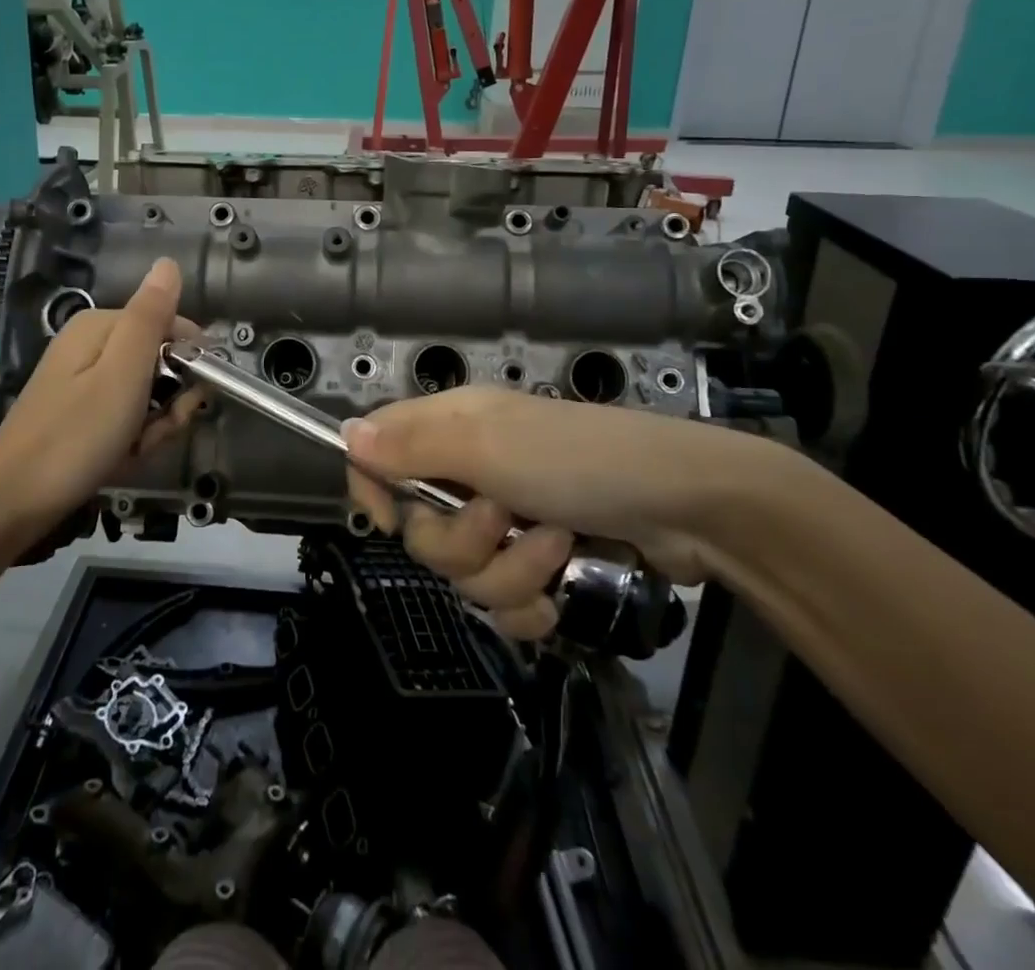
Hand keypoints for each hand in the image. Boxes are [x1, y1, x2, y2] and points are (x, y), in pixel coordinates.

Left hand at [0, 258, 201, 529]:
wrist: (12, 503)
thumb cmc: (76, 435)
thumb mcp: (123, 372)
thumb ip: (150, 316)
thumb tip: (169, 262)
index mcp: (100, 326)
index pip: (172, 326)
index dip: (190, 362)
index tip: (189, 399)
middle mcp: (92, 346)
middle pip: (161, 363)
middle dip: (170, 403)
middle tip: (153, 431)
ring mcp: (85, 382)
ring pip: (148, 395)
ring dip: (154, 426)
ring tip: (133, 449)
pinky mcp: (81, 414)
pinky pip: (127, 417)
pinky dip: (133, 439)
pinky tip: (121, 459)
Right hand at [343, 387, 784, 637]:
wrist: (688, 508)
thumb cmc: (578, 462)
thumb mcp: (486, 447)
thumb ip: (411, 445)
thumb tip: (345, 433)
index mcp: (451, 430)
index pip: (379, 452)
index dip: (373, 486)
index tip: (390, 519)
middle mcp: (471, 471)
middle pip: (419, 527)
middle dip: (460, 542)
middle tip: (503, 522)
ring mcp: (507, 521)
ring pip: (462, 572)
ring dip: (507, 572)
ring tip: (555, 549)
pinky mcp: (540, 564)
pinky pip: (502, 604)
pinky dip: (529, 603)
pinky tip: (559, 592)